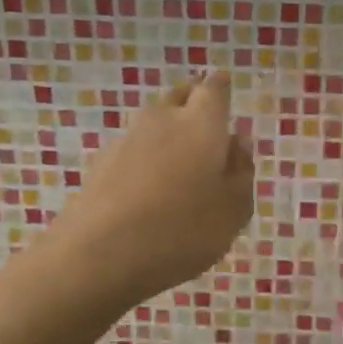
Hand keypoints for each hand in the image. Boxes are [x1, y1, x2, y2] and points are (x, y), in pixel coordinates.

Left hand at [44, 70, 254, 308]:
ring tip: (181, 170)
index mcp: (202, 123)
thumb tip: (238, 143)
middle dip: (194, 106)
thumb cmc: (183, 230)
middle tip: (207, 130)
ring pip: (154, 125)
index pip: (214, 89)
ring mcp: (126, 140)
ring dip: (168, 137)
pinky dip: (145, 162)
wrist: (100, 254)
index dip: (221, 89)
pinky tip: (150, 192)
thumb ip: (242, 173)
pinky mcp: (101, 164)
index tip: (225, 93)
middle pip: (180, 97)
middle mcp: (162, 120)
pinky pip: (133, 152)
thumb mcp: (233, 211)